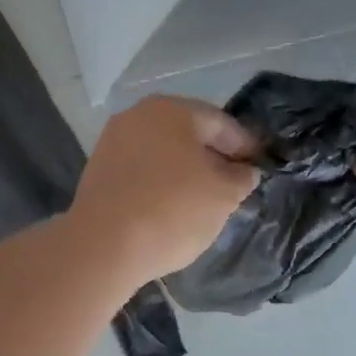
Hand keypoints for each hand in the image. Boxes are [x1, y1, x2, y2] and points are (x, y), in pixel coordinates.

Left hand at [71, 96, 258, 282]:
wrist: (103, 245)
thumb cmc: (172, 210)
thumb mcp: (223, 195)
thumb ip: (241, 177)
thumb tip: (243, 171)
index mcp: (171, 110)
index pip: (220, 123)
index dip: (245, 145)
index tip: (259, 165)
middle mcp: (136, 117)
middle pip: (186, 135)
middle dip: (211, 157)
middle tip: (232, 184)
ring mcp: (111, 143)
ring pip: (161, 154)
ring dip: (183, 172)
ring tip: (202, 200)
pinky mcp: (96, 173)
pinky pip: (139, 173)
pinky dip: (158, 184)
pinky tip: (168, 208)